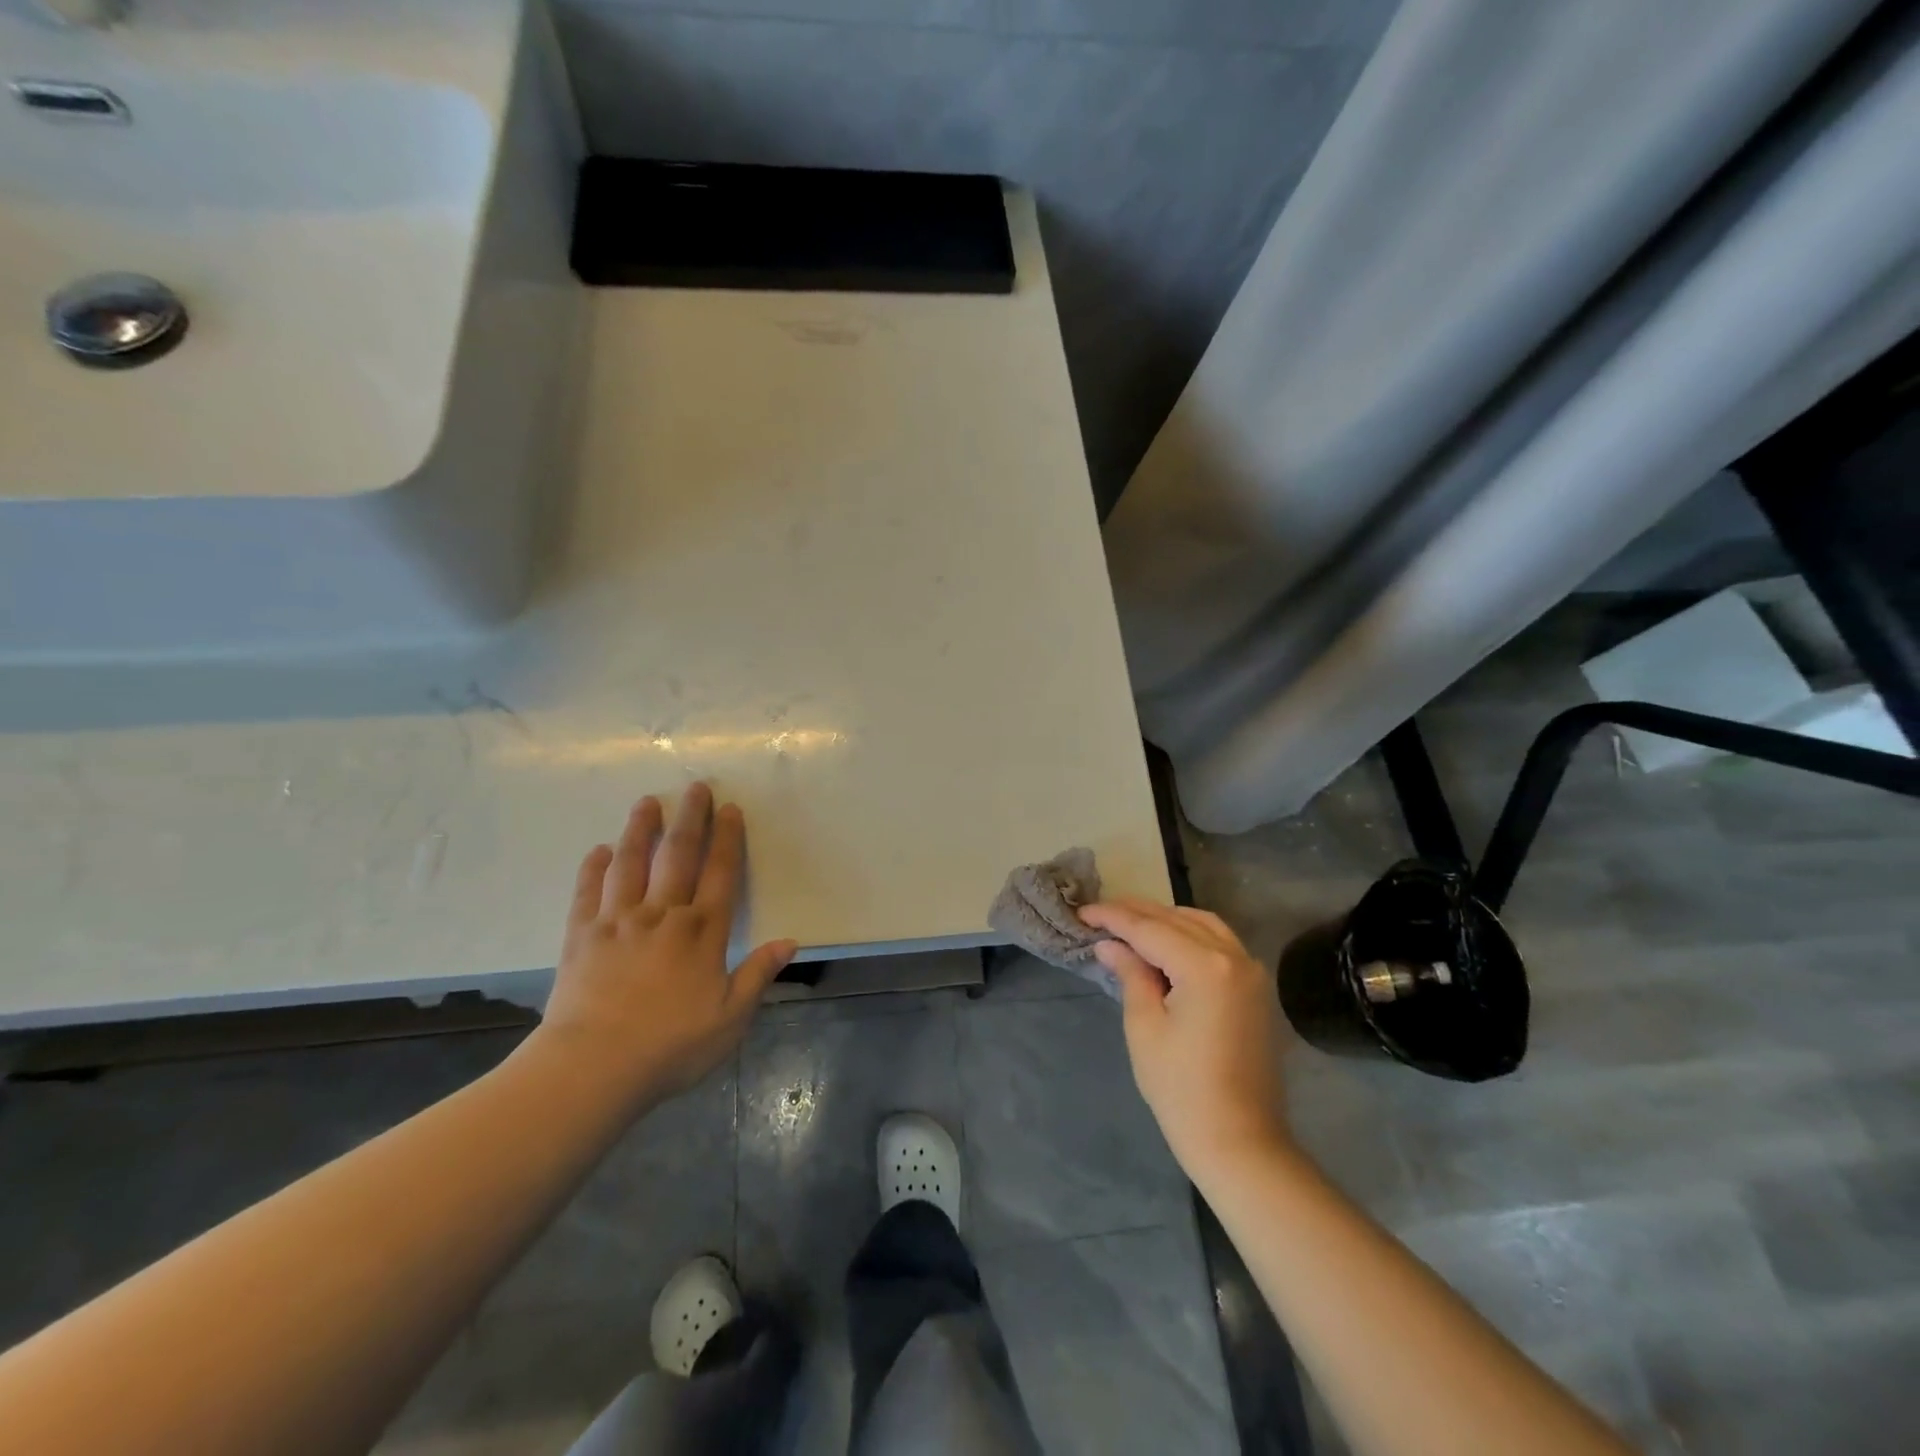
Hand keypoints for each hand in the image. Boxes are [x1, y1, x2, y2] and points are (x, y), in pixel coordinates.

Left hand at [535, 783, 796, 1106]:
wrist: (593, 1067)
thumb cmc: (671, 1046)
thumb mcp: (730, 1019)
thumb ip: (758, 975)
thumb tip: (789, 942)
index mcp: (701, 932)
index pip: (720, 873)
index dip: (727, 839)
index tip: (730, 809)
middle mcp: (662, 915)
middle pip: (678, 855)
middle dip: (689, 818)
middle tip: (694, 787)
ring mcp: (618, 922)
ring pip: (630, 864)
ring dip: (639, 830)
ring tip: (646, 802)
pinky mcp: (581, 937)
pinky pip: (587, 893)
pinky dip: (593, 869)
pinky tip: (598, 850)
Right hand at [1078, 898, 1293, 1183]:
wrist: (1240, 1142)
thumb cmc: (1182, 1090)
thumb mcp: (1145, 1027)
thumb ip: (1131, 974)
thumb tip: (1110, 944)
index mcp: (1205, 966)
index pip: (1149, 929)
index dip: (1113, 917)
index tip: (1083, 911)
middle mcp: (1234, 957)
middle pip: (1177, 920)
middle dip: (1137, 913)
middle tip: (1099, 913)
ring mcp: (1251, 971)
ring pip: (1202, 924)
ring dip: (1165, 919)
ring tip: (1130, 924)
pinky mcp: (1256, 988)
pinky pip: (1220, 942)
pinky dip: (1190, 934)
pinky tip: (1166, 942)